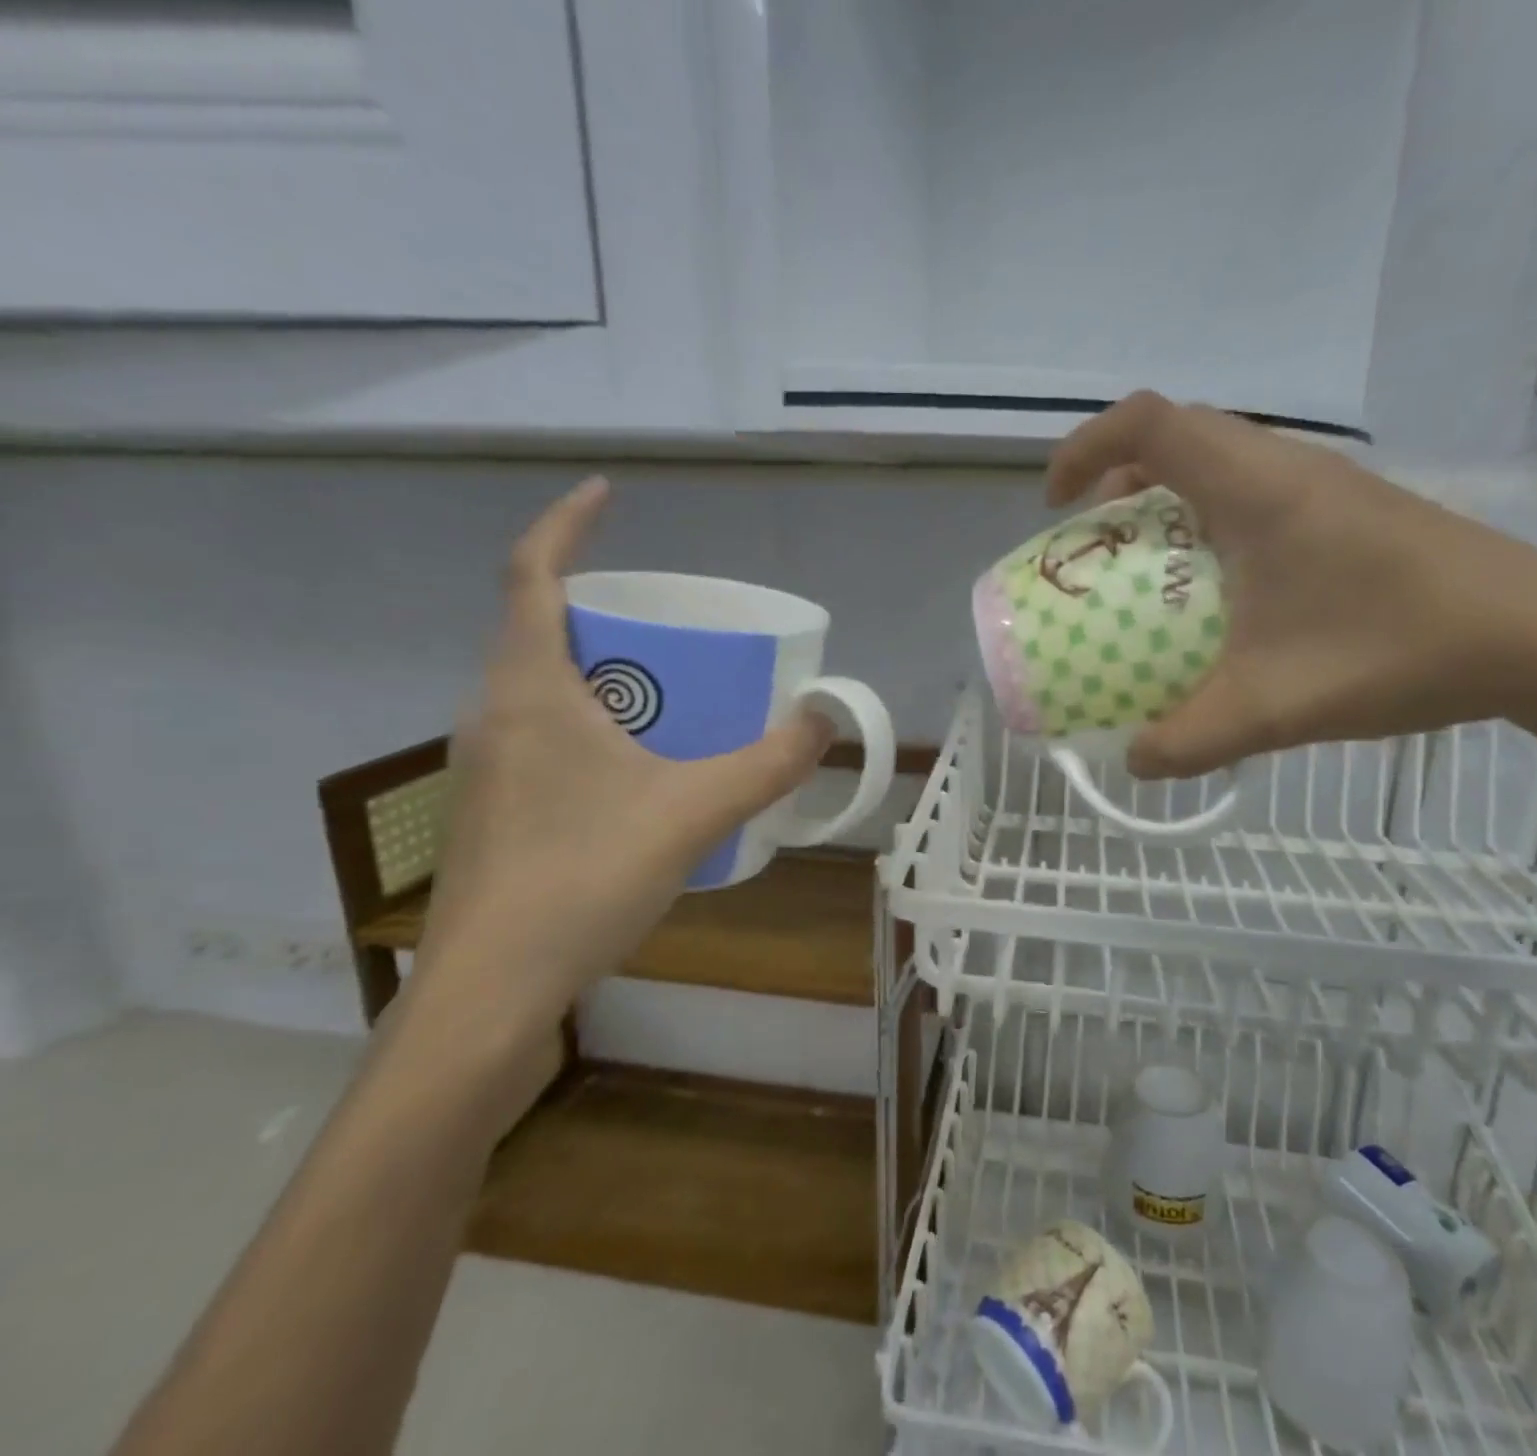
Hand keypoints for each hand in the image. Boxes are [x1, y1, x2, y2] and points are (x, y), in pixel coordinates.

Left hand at [400, 478, 832, 1051]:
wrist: (491, 991)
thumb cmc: (582, 879)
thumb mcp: (693, 812)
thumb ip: (767, 763)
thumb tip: (825, 720)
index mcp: (530, 690)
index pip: (532, 574)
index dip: (567, 524)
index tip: (608, 494)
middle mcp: (495, 714)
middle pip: (540, 628)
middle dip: (603, 607)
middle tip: (673, 621)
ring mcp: (488, 765)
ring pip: (542, 687)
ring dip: (600, 669)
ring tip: (669, 688)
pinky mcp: (497, 808)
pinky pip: (545, 734)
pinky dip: (593, 721)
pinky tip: (641, 768)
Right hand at [1047, 393, 1536, 777]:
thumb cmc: (1395, 651)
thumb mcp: (1271, 708)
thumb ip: (1189, 741)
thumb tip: (1133, 762)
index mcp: (1256, 489)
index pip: (1150, 422)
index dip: (1086, 449)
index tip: (1055, 506)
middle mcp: (1287, 468)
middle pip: (1179, 435)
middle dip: (1118, 478)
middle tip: (1097, 541)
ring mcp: (1325, 487)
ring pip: (1220, 461)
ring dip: (1167, 498)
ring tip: (1148, 565)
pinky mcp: (1349, 511)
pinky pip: (1255, 491)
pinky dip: (1210, 519)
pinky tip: (1222, 588)